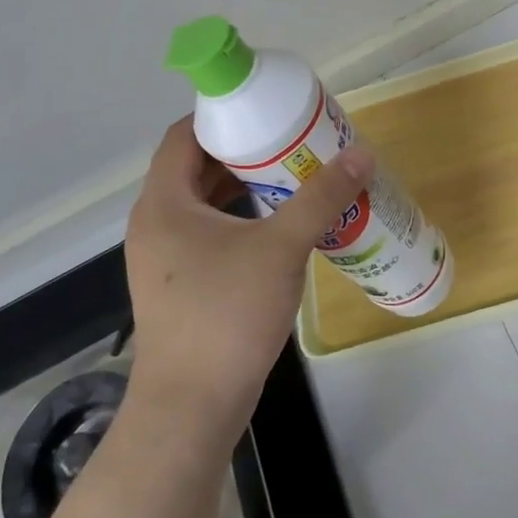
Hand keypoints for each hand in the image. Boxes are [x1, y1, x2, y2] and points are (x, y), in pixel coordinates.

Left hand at [123, 116, 372, 444]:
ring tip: (295, 176)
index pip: (183, 136)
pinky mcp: (179, 285)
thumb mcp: (281, 248)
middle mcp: (156, 224)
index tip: (268, 110)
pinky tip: (280, 227)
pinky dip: (241, 218)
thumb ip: (321, 198)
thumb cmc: (227, 316)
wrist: (191, 408)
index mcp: (164, 204)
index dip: (223, 116)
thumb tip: (362, 154)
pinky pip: (209, 232)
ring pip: (204, 202)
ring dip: (245, 185)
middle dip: (245, 150)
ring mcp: (164, 259)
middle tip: (294, 141)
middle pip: (196, 166)